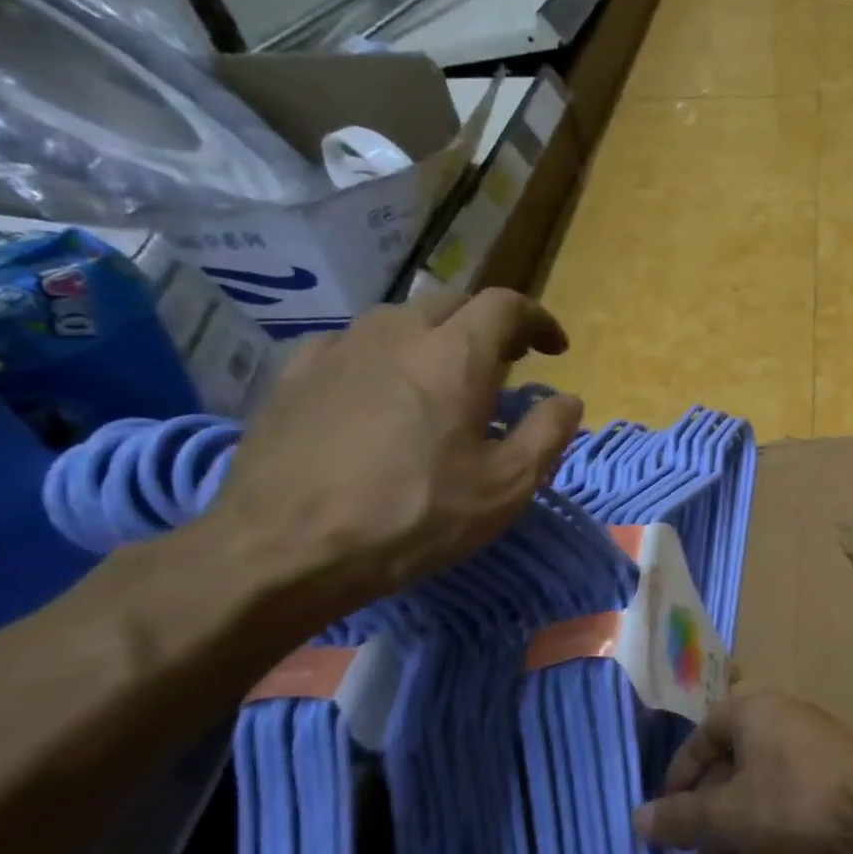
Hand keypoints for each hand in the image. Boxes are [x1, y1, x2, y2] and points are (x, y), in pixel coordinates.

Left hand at [200, 290, 582, 624]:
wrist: (285, 550)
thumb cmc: (415, 517)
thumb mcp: (507, 487)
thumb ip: (548, 434)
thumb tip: (568, 400)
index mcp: (455, 356)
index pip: (506, 305)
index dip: (538, 320)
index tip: (555, 350)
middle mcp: (396, 335)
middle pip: (453, 303)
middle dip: (489, 325)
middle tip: (507, 363)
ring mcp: (338, 349)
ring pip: (400, 318)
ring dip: (436, 336)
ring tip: (445, 377)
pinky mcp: (294, 375)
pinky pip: (351, 343)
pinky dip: (383, 354)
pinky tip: (381, 389)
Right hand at [633, 692, 852, 853]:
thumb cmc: (793, 800)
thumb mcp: (727, 814)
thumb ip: (680, 818)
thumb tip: (637, 820)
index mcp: (752, 711)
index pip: (702, 734)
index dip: (678, 775)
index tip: (665, 815)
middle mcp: (781, 720)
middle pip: (730, 763)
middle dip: (706, 811)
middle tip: (689, 850)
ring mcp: (810, 750)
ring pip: (757, 787)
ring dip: (733, 829)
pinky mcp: (831, 780)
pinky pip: (785, 802)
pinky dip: (764, 831)